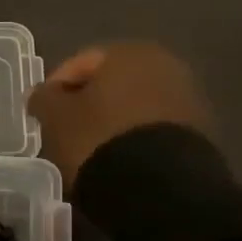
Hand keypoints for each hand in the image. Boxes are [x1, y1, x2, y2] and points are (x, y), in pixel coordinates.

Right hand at [28, 42, 213, 180]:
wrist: (162, 189)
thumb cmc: (99, 138)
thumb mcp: (56, 117)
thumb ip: (43, 98)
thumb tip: (41, 94)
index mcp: (128, 52)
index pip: (79, 63)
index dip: (55, 88)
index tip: (41, 115)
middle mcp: (164, 64)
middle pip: (111, 84)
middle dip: (87, 105)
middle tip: (65, 133)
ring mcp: (187, 99)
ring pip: (134, 107)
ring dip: (112, 123)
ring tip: (91, 152)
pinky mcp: (200, 133)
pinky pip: (153, 130)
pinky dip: (134, 141)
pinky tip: (119, 162)